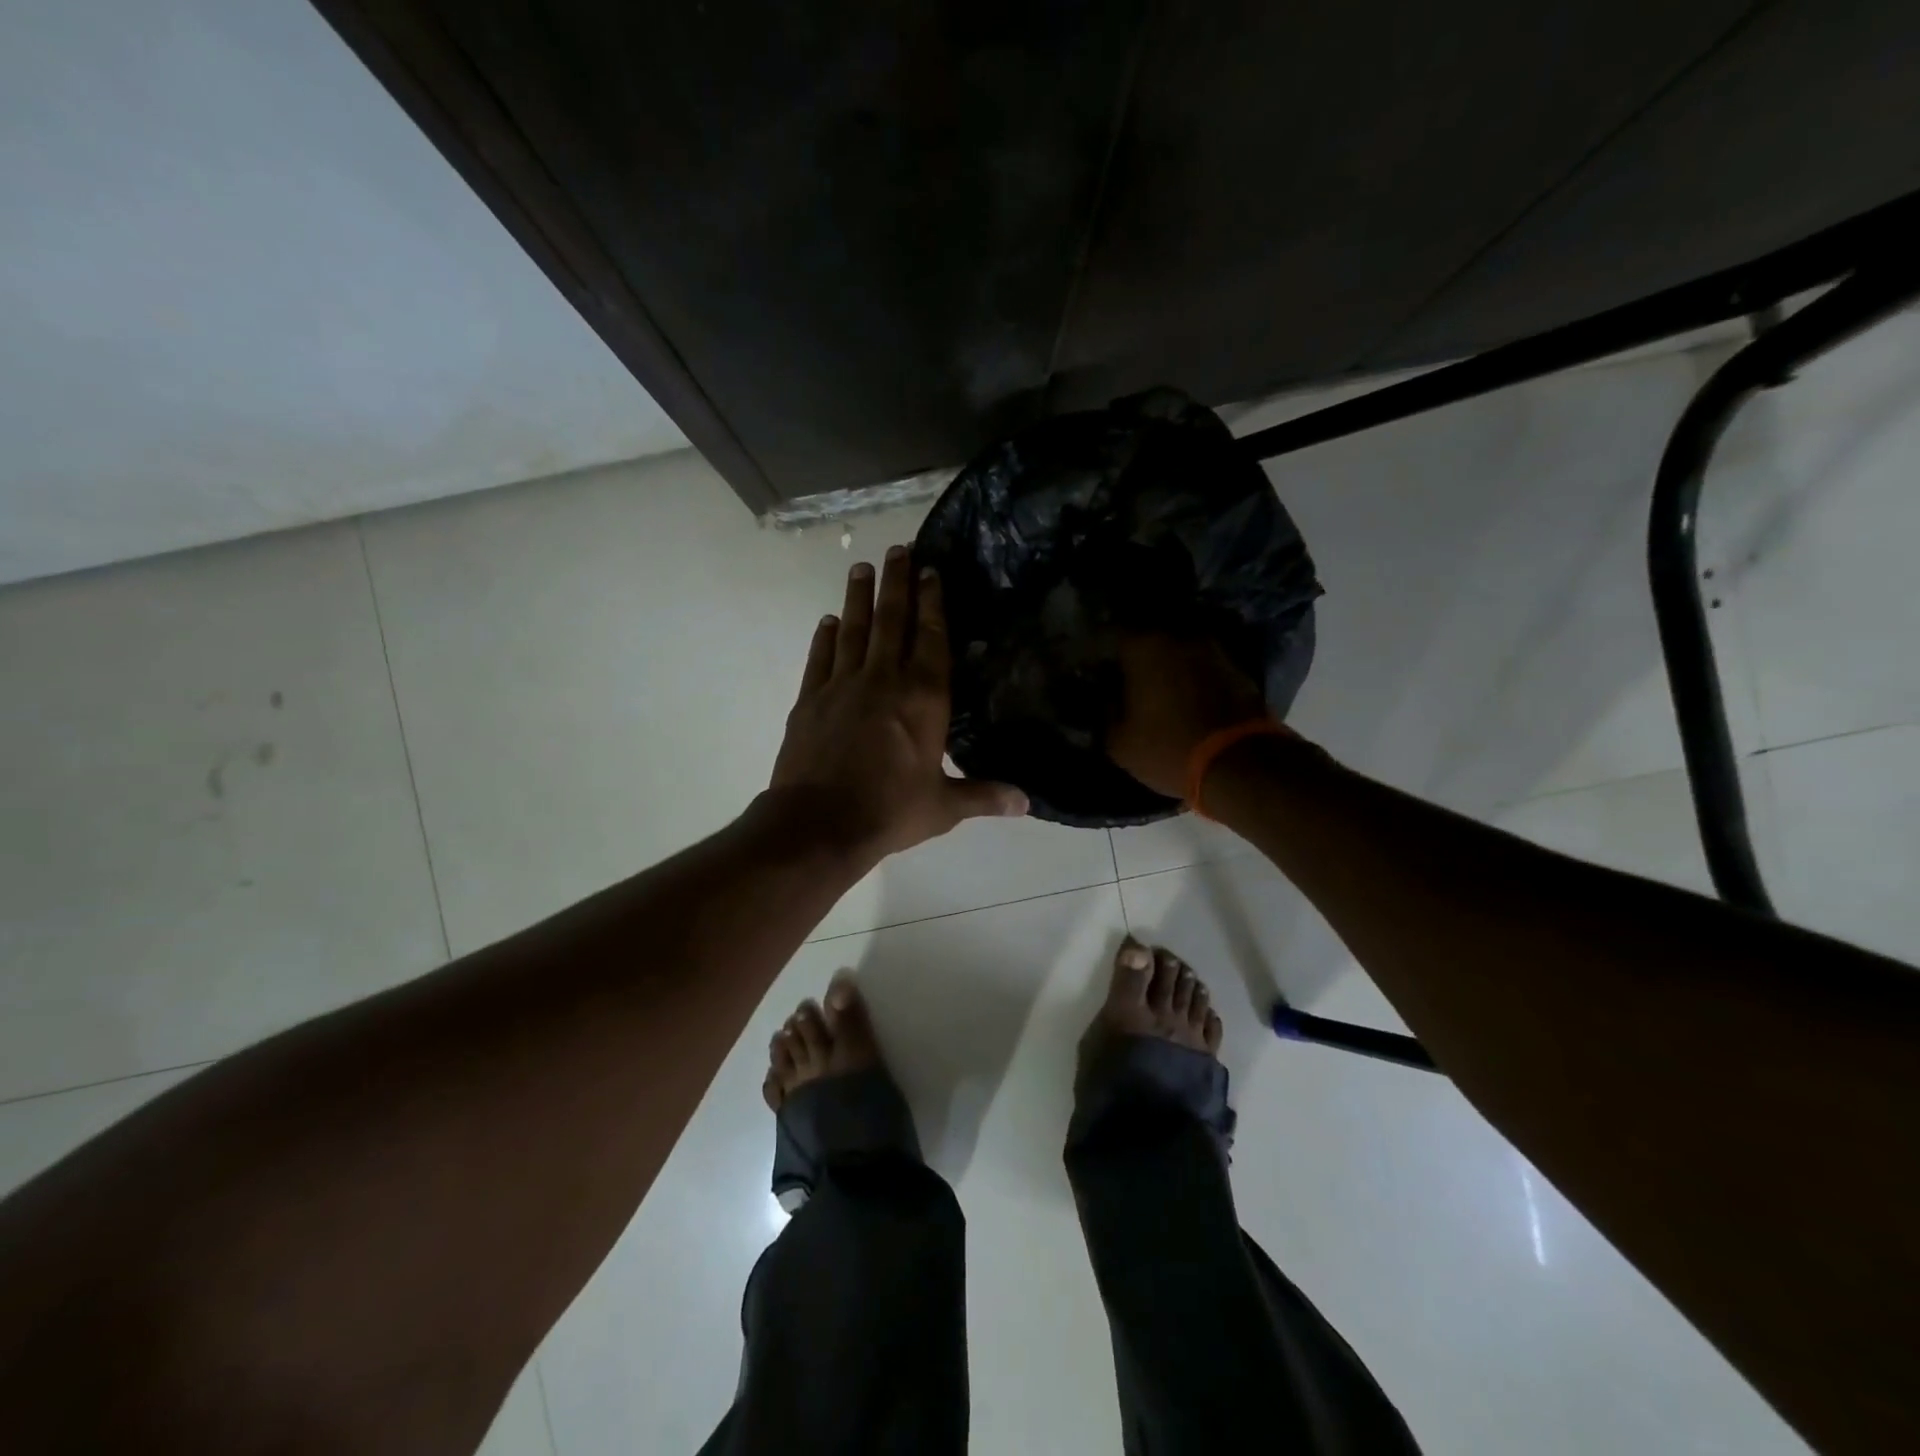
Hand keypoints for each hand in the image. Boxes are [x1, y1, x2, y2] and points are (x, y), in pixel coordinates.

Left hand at [771, 545, 1026, 862]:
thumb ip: (984, 796)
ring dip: (859, 597)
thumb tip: (1027, 802)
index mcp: (923, 698)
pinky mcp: (810, 700)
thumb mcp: (943, 807)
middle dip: (897, 583)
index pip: (931, 638)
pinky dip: (824, 637)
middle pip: (891, 621)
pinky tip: (827, 621)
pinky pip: (820, 658)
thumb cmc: (889, 812)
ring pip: (853, 630)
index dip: (933, 602)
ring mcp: (842, 686)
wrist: (819, 824)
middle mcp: (883, 680)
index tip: (931, 570)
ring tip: (862, 567)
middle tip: (897, 549)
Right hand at [1107, 634, 1272, 798]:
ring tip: (1158, 689)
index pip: (1110, 634)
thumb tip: (1111, 700)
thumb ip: (1107, 714)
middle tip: (1126, 678)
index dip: (1100, 651)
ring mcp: (1213, 649)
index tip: (1096, 669)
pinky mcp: (1238, 668)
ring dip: (1167, 665)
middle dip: (1136, 655)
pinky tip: (1186, 697)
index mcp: (1143, 647)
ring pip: (1179, 650)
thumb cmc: (1168, 749)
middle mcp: (1179, 636)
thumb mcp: (1120, 744)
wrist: (1240, 764)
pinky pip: (1202, 666)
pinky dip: (1192, 676)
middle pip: (1148, 637)